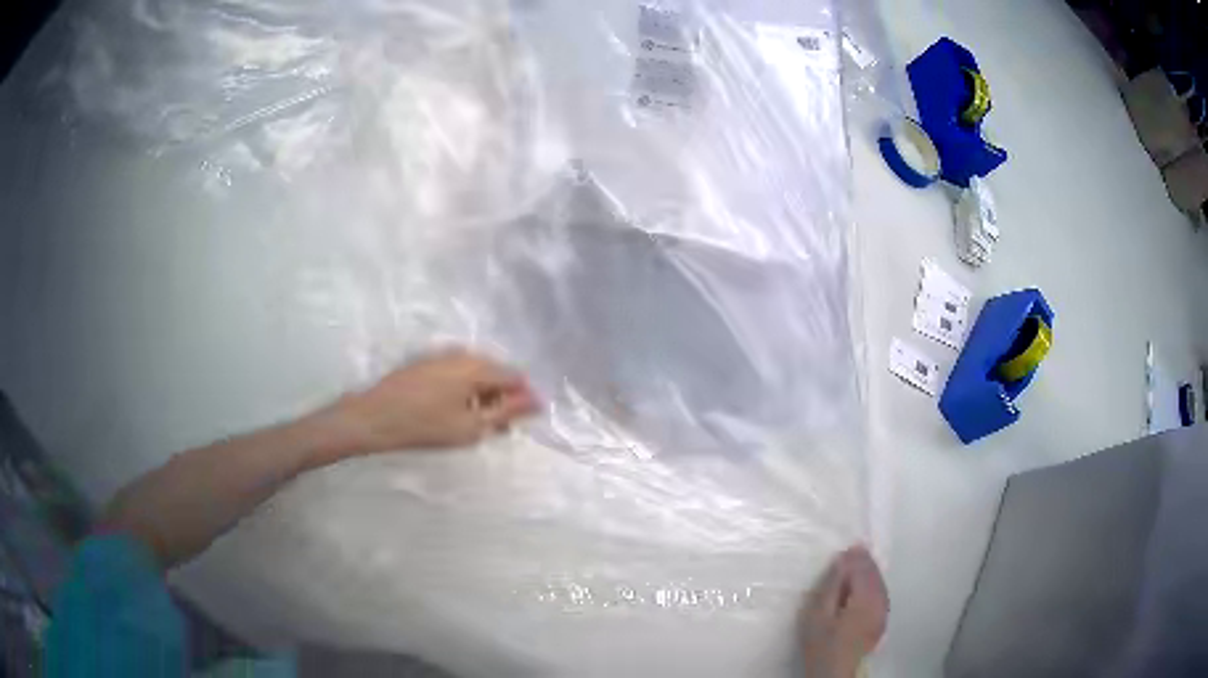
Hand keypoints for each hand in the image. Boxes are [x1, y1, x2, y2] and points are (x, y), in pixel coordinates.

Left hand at [334, 349, 539, 453]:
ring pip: (476, 373)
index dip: (522, 400)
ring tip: (474, 423)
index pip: (515, 376)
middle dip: (502, 398)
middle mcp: (462, 353)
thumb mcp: (471, 426)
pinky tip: (453, 411)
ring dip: (482, 395)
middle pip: (496, 372)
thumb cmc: (425, 425)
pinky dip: (464, 391)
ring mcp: (442, 356)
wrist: (373, 418)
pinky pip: (457, 373)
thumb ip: (506, 412)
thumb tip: (537, 400)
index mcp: (477, 366)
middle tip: (496, 428)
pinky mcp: (426, 363)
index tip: (516, 424)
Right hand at [799, 546, 888, 677]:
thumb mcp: (818, 614)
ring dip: (870, 571)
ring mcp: (883, 611)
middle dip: (865, 561)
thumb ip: (832, 586)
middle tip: (854, 548)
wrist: (834, 671)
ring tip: (860, 562)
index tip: (847, 546)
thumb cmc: (822, 643)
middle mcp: (880, 601)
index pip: (863, 569)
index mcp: (865, 598)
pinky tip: (866, 584)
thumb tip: (843, 561)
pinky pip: (881, 593)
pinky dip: (874, 583)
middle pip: (875, 574)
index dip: (855, 557)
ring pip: (880, 583)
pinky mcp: (882, 620)